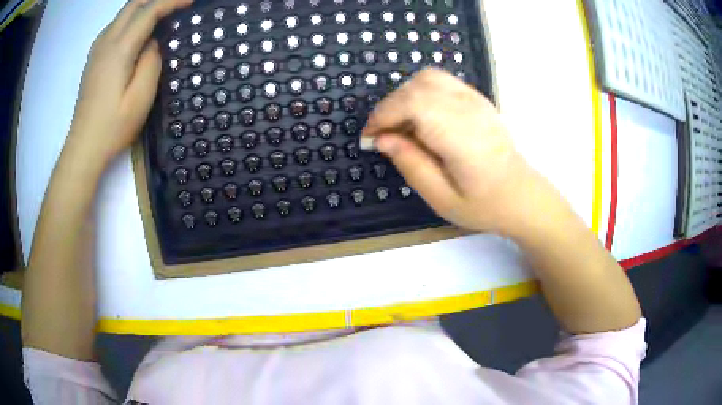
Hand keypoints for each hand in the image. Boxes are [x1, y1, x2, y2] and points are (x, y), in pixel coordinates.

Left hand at [66, 0, 192, 166]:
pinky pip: (115, 25)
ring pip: (123, 13)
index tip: (191, 1)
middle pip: (133, 4)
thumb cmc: (113, 126)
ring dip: (144, 6)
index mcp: (119, 49)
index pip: (149, 10)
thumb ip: (151, 61)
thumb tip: (153, 42)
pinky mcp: (94, 58)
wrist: (84, 147)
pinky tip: (138, 30)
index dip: (172, 1)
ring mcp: (97, 49)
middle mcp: (106, 41)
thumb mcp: (141, 96)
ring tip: (162, 14)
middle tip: (176, 5)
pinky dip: (131, 18)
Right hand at [363, 68, 537, 233]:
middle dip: (391, 107)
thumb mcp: (442, 198)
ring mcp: (476, 100)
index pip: (414, 104)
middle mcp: (469, 110)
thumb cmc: (484, 204)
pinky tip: (422, 116)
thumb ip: (411, 165)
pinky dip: (421, 92)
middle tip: (384, 135)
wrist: (521, 194)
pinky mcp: (477, 98)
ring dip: (405, 96)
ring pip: (428, 78)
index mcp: (462, 137)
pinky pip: (441, 81)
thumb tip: (382, 139)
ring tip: (401, 124)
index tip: (371, 137)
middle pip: (418, 86)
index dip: (384, 115)